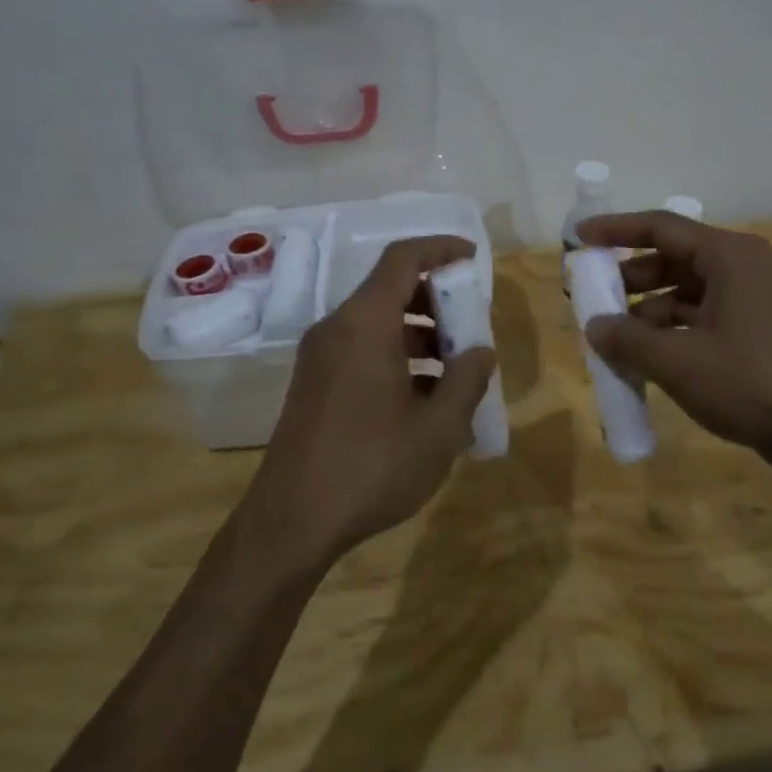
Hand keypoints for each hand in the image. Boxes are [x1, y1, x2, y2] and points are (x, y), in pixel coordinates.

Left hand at [246, 236, 496, 569]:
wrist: (291, 523)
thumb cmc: (372, 468)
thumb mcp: (439, 428)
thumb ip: (467, 380)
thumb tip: (480, 352)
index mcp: (365, 325)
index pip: (403, 259)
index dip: (441, 249)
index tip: (473, 259)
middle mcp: (337, 329)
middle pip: (390, 290)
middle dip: (436, 300)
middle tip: (471, 327)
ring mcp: (320, 358)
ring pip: (377, 323)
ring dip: (419, 333)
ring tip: (456, 371)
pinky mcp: (314, 384)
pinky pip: (362, 350)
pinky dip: (397, 357)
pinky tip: (424, 400)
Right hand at [578, 211, 771, 478]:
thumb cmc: (756, 383)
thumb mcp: (680, 362)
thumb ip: (629, 340)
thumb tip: (594, 326)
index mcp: (727, 256)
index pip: (659, 227)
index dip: (615, 230)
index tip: (578, 237)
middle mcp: (740, 269)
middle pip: (671, 261)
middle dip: (628, 280)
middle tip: (589, 298)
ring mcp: (751, 303)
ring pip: (684, 296)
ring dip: (647, 315)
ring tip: (611, 341)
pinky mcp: (756, 336)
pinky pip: (700, 322)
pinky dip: (670, 336)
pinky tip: (646, 363)